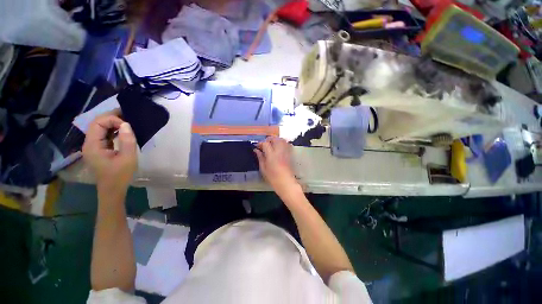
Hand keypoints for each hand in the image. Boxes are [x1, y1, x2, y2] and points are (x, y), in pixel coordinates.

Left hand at [82, 111, 137, 193]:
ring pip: (100, 128)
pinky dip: (113, 130)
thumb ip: (127, 141)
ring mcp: (93, 146)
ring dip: (112, 123)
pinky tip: (122, 131)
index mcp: (92, 145)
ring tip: (127, 121)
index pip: (97, 123)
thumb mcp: (127, 158)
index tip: (127, 125)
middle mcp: (89, 143)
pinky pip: (104, 134)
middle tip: (128, 116)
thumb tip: (126, 124)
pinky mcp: (98, 149)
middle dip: (112, 117)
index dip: (112, 119)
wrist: (113, 190)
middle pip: (96, 123)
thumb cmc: (120, 175)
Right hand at [254, 137, 299, 196]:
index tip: (257, 146)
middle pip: (275, 139)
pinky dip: (282, 143)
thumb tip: (256, 150)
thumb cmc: (273, 177)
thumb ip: (260, 157)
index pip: (265, 143)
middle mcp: (279, 151)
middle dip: (268, 139)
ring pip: (282, 139)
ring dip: (276, 140)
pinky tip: (279, 147)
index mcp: (271, 155)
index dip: (260, 143)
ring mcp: (286, 151)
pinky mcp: (290, 154)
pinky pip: (287, 144)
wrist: (286, 182)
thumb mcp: (263, 168)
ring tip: (271, 144)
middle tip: (264, 144)